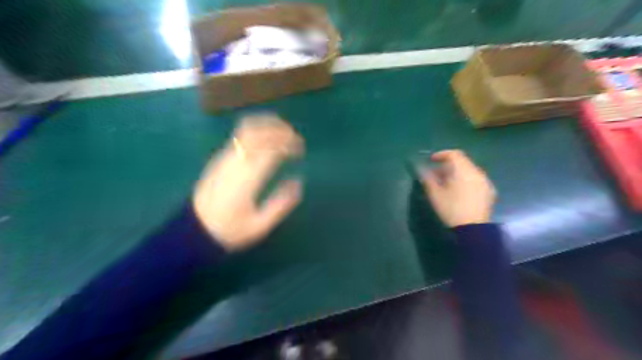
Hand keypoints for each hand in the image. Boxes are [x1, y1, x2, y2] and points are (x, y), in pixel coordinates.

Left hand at [192, 114, 303, 250]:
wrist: (193, 230)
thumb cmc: (229, 230)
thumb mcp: (259, 225)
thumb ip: (281, 204)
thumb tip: (298, 181)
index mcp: (247, 180)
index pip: (270, 150)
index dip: (288, 145)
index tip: (300, 151)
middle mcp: (235, 163)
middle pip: (258, 133)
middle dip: (280, 130)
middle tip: (296, 138)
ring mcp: (224, 158)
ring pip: (246, 129)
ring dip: (267, 125)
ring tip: (283, 130)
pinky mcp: (219, 158)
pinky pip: (239, 135)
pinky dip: (257, 129)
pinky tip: (266, 136)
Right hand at [422, 151, 495, 226]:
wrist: (473, 229)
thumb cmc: (451, 209)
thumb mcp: (435, 194)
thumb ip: (427, 179)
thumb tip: (421, 169)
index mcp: (464, 171)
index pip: (454, 154)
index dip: (441, 154)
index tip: (431, 160)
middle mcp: (477, 173)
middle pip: (462, 162)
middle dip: (448, 165)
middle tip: (436, 174)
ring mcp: (485, 182)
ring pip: (469, 171)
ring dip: (456, 173)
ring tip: (446, 183)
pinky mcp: (489, 192)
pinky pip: (475, 179)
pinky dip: (465, 180)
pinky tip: (458, 191)